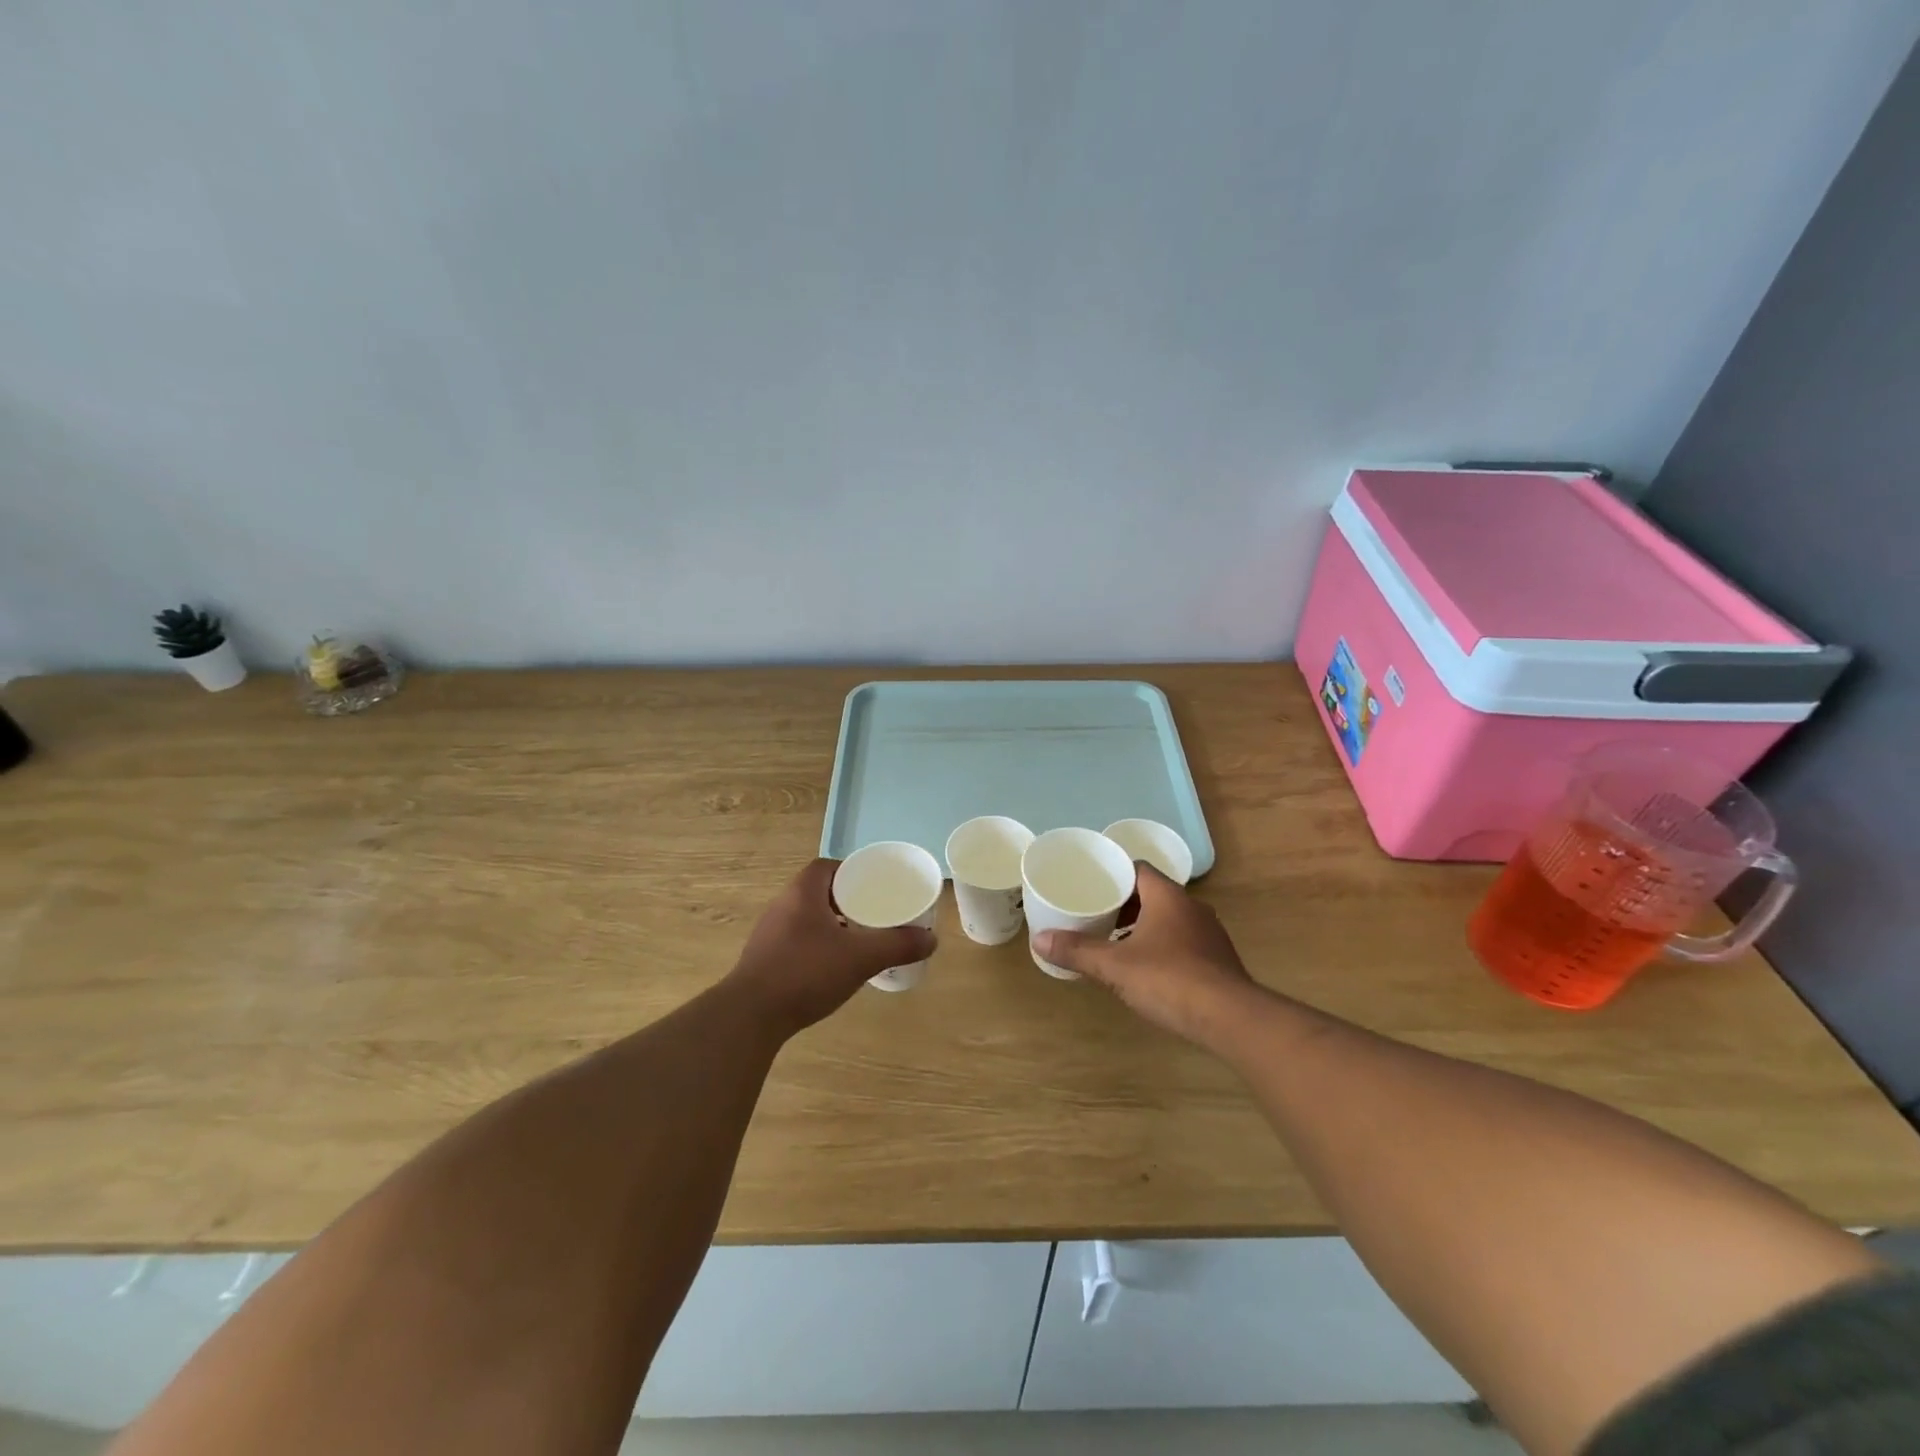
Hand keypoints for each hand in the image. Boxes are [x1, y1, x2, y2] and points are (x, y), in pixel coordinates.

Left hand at [725, 859, 936, 1034]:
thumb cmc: (806, 972)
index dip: (852, 872)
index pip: (828, 866)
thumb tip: (931, 939)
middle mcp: (782, 905)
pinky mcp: (763, 959)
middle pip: (819, 891)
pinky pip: (797, 940)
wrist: (750, 1016)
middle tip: (874, 913)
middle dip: (846, 900)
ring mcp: (769, 933)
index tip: (874, 887)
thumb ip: (898, 945)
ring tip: (858, 939)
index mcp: (803, 892)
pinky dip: (817, 945)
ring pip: (808, 917)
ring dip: (832, 924)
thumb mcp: (861, 957)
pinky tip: (832, 966)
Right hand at [1034, 864, 1257, 1045]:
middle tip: (1096, 916)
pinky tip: (1147, 970)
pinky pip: (1183, 942)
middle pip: (1152, 893)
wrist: (1231, 1019)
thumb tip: (1039, 939)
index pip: (1138, 869)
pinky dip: (1162, 947)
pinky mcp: (1218, 960)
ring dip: (1143, 927)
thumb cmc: (1169, 980)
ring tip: (1116, 944)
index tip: (1092, 886)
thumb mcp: (1115, 966)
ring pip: (1169, 919)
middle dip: (1124, 904)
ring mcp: (1209, 934)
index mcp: (1167, 896)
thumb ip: (1078, 951)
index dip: (1114, 874)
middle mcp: (1191, 907)